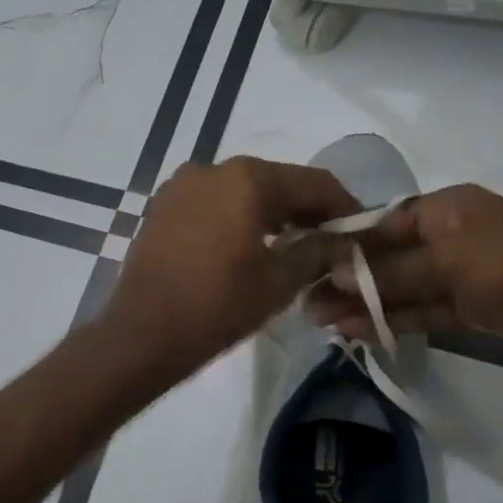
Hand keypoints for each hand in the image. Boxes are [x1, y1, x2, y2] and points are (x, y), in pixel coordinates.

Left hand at [105, 157, 359, 378]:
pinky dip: (236, 216)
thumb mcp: (279, 282)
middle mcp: (212, 168)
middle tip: (328, 242)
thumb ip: (317, 252)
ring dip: (270, 213)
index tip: (360, 232)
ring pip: (241, 191)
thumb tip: (339, 240)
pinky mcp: (162, 206)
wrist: (142, 334)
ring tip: (291, 247)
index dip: (344, 206)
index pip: (314, 183)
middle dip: (305, 210)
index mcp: (247, 179)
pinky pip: (212, 202)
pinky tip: (247, 246)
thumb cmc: (217, 306)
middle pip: (276, 182)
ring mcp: (181, 185)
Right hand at [305, 184, 502, 364]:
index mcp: (443, 209)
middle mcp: (447, 238)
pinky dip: (392, 320)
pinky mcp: (470, 309)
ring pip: (401, 289)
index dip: (344, 245)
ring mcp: (459, 276)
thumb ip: (389, 272)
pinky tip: (356, 330)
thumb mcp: (445, 260)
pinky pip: (421, 311)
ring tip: (320, 321)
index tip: (306, 263)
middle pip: (386, 259)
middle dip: (346, 280)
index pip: (381, 225)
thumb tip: (331, 274)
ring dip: (363, 304)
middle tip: (305, 302)